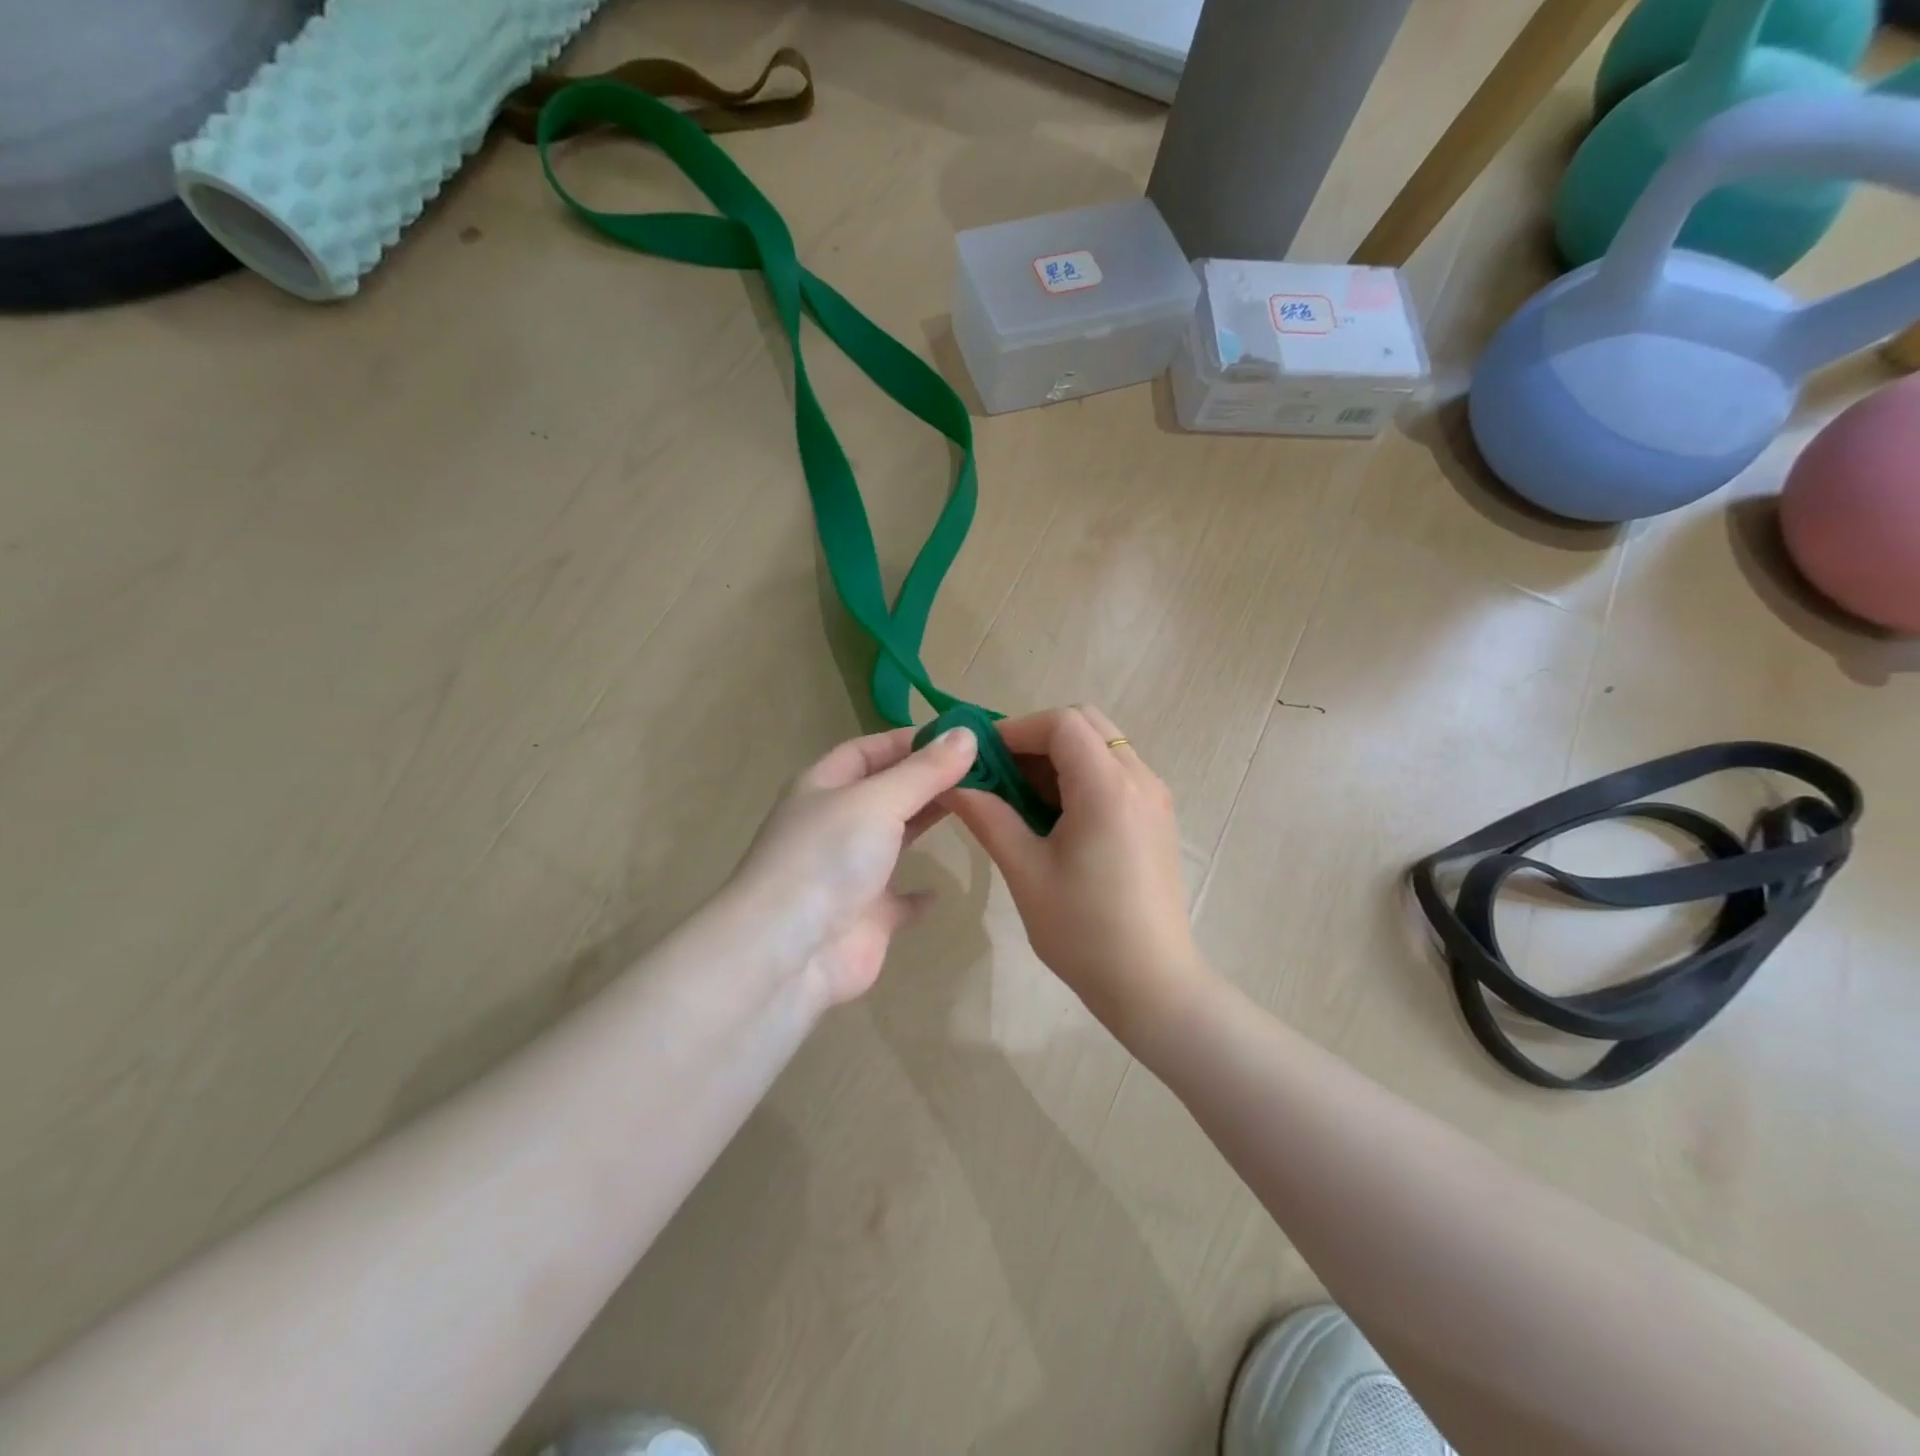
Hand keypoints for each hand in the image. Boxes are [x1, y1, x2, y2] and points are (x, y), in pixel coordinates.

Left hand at [731, 723, 977, 1007]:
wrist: (790, 952)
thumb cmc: (829, 857)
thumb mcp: (879, 800)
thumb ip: (925, 770)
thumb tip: (968, 733)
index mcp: (824, 787)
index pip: (869, 749)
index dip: (909, 740)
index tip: (959, 737)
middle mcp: (834, 825)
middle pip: (885, 792)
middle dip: (927, 779)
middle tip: (981, 770)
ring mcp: (848, 874)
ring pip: (894, 840)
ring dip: (925, 824)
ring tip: (976, 808)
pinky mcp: (866, 918)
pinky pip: (898, 901)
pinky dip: (919, 895)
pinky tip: (943, 889)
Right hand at [943, 705, 1208, 1037]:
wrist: (1152, 984)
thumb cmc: (1083, 930)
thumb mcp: (1026, 871)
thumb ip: (988, 817)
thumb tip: (952, 785)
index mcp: (1108, 787)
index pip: (1061, 723)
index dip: (1016, 729)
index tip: (981, 758)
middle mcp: (1140, 778)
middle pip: (1086, 724)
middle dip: (1037, 738)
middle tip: (1001, 774)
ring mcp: (1154, 797)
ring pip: (1102, 746)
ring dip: (1059, 758)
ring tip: (1021, 798)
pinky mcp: (1157, 818)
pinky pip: (1116, 773)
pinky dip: (1081, 776)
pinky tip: (1055, 817)